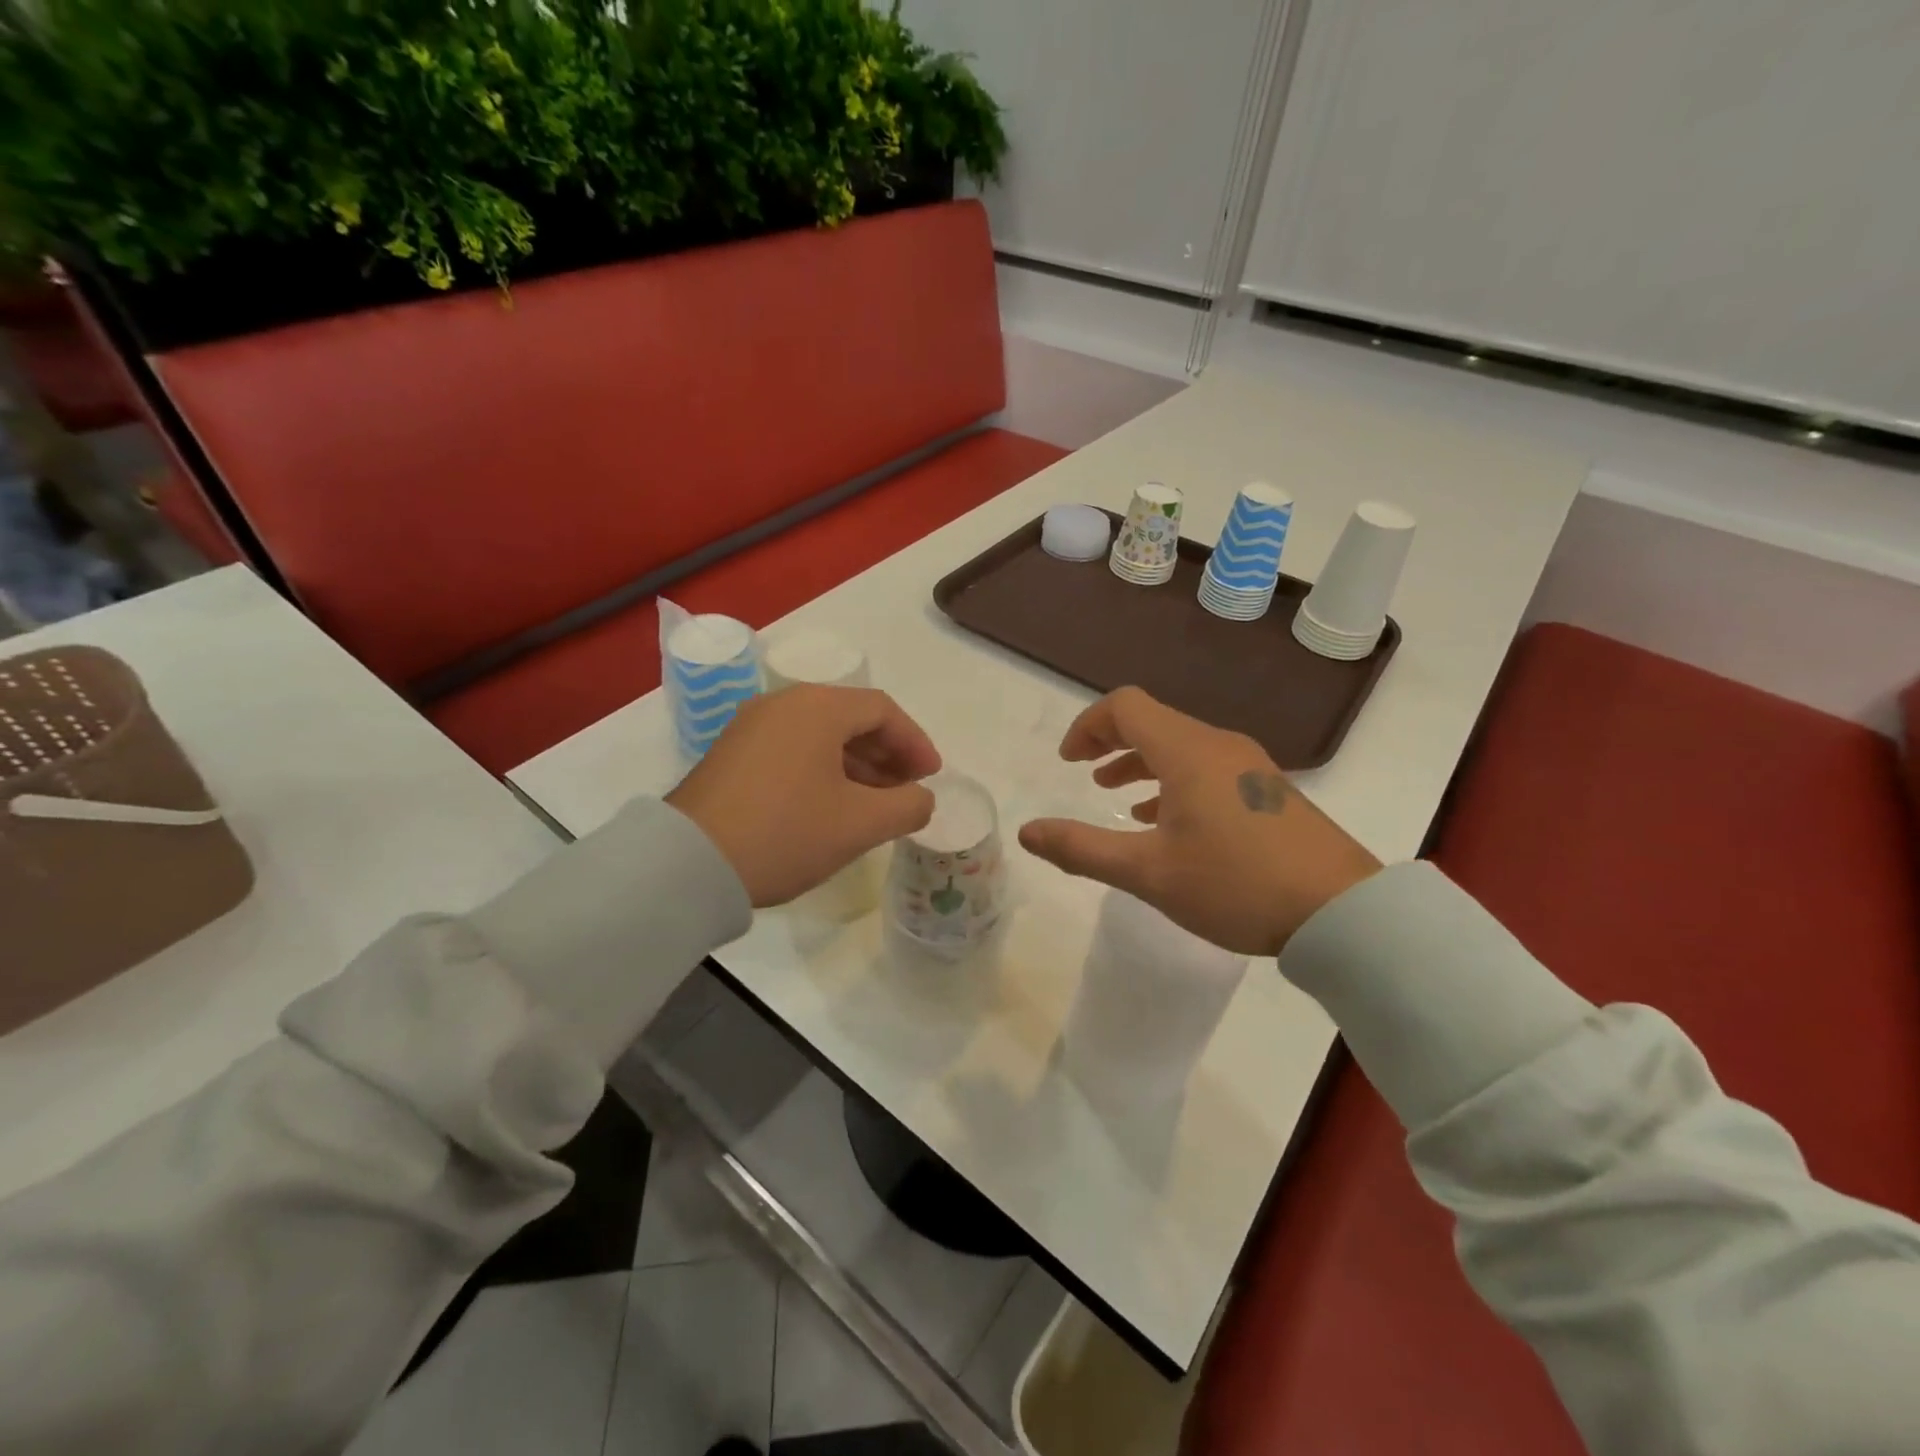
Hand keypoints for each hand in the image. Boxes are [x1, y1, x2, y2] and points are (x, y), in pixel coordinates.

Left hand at [667, 685, 940, 906]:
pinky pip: (792, 750)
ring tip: (875, 805)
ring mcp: (751, 728)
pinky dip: (823, 771)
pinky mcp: (731, 755)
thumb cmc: (786, 832)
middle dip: (888, 754)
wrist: (689, 864)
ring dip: (857, 766)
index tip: (931, 778)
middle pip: (850, 719)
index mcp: (817, 708)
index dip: (916, 742)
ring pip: (820, 737)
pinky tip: (831, 807)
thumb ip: (907, 806)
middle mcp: (782, 705)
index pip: (882, 710)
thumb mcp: (860, 824)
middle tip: (908, 791)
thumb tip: (921, 798)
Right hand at [1018, 688, 1379, 955]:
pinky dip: (1173, 781)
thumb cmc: (1236, 885)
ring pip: (1181, 746)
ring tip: (1115, 795)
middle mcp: (1219, 746)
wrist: (1342, 913)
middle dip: (1111, 742)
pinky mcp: (1268, 792)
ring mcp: (1250, 767)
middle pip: (1154, 721)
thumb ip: (1082, 849)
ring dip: (1141, 762)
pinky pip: (1207, 769)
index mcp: (1187, 752)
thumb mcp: (1148, 873)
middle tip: (1083, 772)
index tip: (1068, 762)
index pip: (1126, 707)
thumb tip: (1026, 832)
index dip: (1088, 726)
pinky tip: (1166, 821)